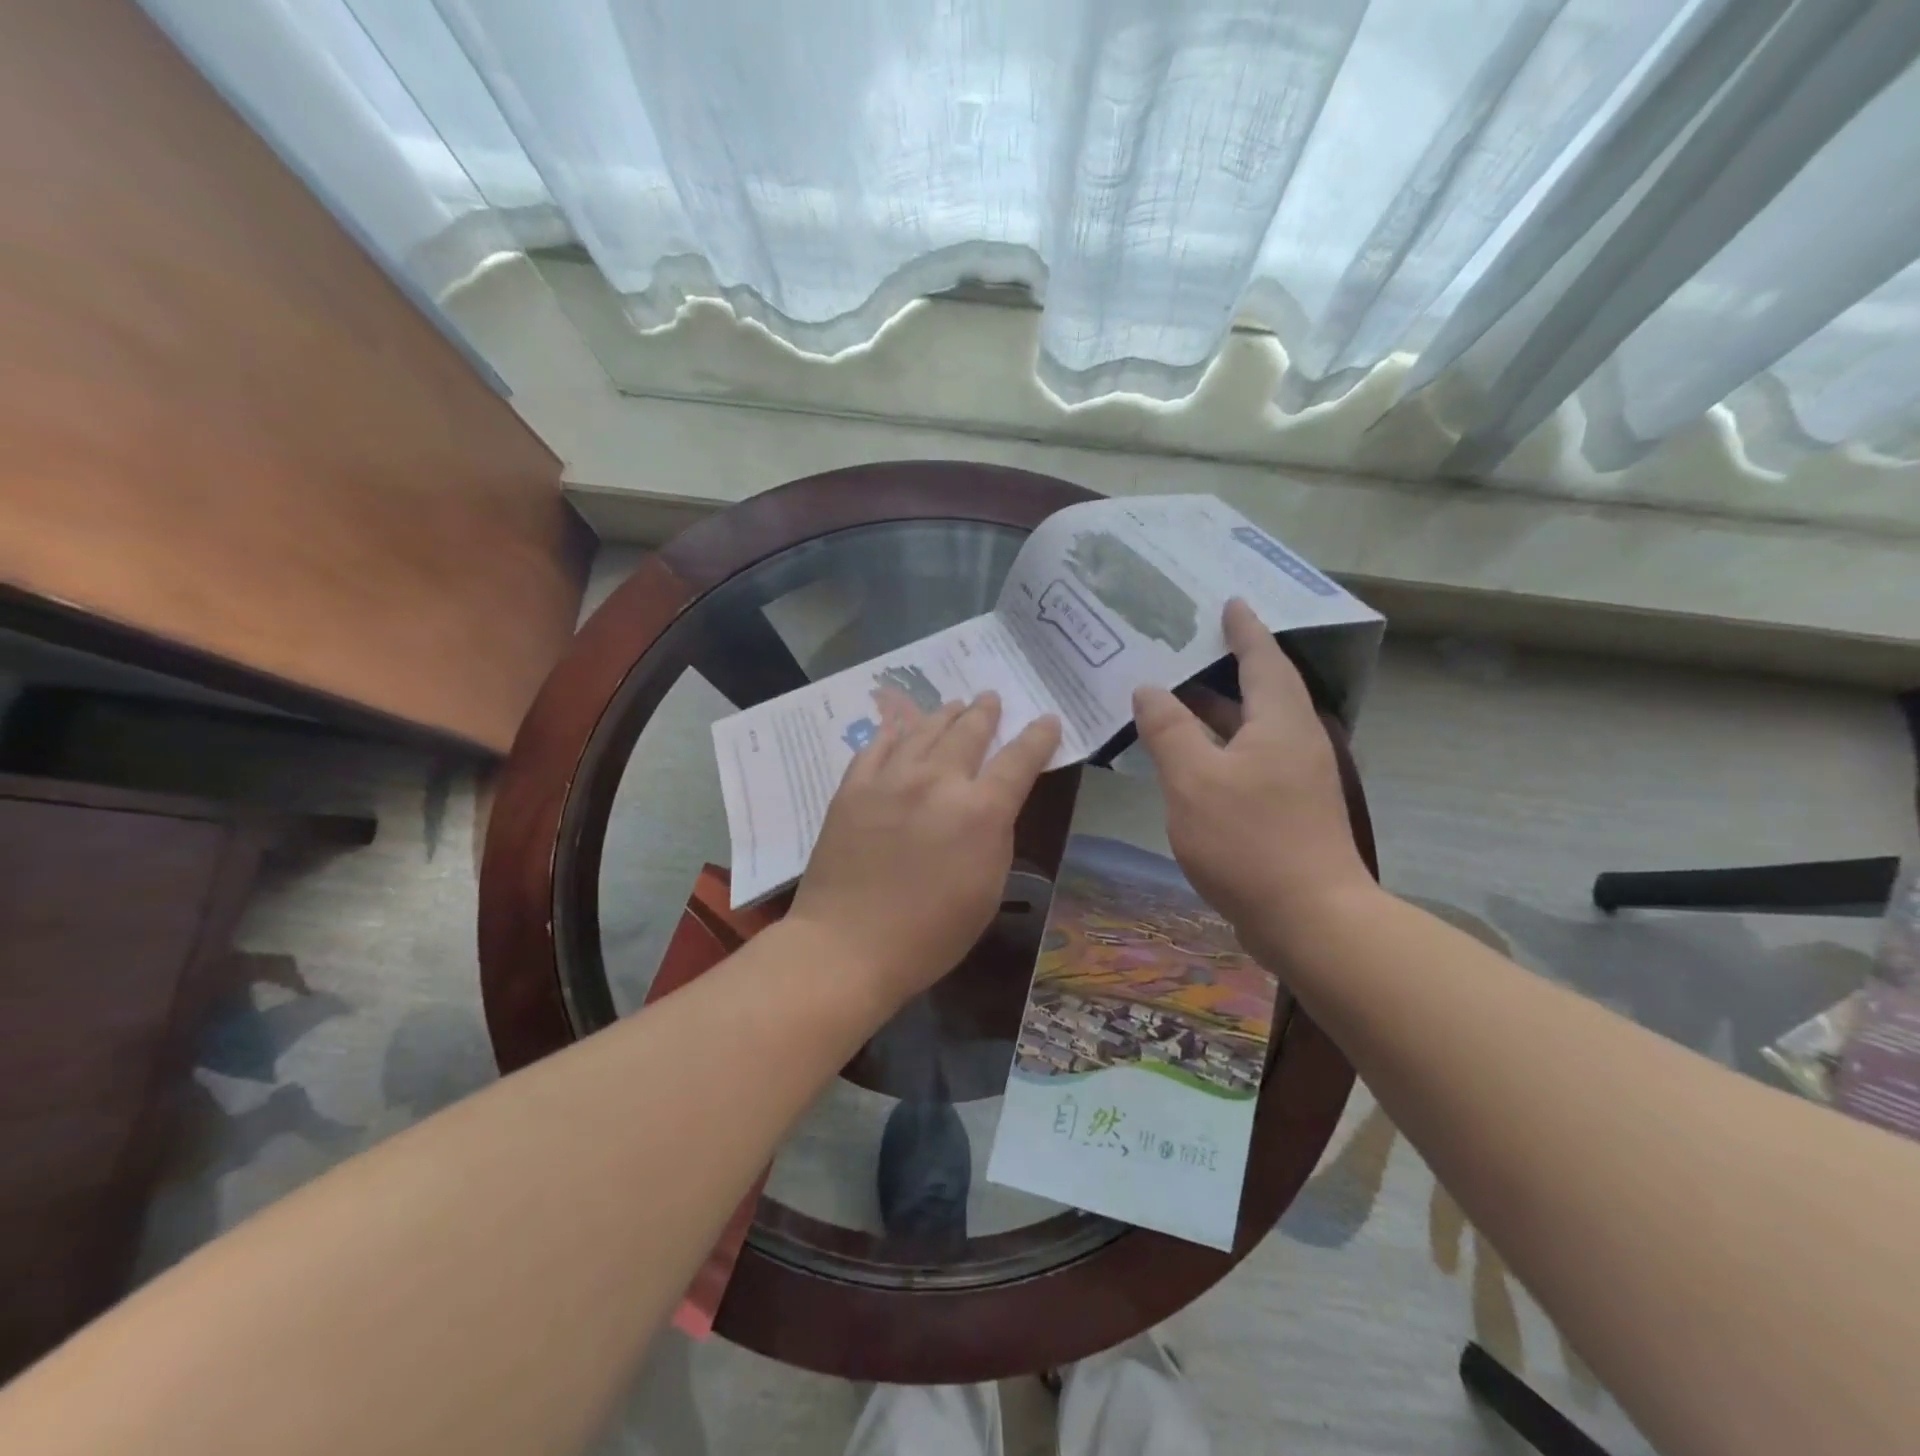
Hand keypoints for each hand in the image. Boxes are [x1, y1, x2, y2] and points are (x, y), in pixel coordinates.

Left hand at [790, 692, 1060, 1006]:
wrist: (846, 945)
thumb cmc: (929, 934)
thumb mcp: (986, 890)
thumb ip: (994, 837)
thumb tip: (991, 806)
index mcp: (980, 811)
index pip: (1019, 759)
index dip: (1038, 737)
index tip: (1047, 720)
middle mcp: (937, 781)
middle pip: (968, 731)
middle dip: (985, 712)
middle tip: (991, 698)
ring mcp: (890, 779)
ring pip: (924, 730)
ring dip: (944, 714)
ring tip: (954, 704)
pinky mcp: (853, 787)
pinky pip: (877, 746)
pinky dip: (895, 732)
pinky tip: (900, 728)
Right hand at [1132, 599, 1372, 952]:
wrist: (1310, 919)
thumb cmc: (1249, 840)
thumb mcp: (1194, 780)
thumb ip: (1169, 730)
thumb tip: (1149, 690)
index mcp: (1279, 721)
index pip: (1262, 658)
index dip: (1244, 629)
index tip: (1229, 601)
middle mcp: (1294, 741)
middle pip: (1259, 690)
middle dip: (1224, 666)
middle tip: (1184, 645)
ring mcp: (1294, 778)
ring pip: (1250, 729)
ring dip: (1215, 711)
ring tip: (1174, 696)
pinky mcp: (1288, 809)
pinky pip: (1247, 759)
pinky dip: (1218, 747)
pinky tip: (1187, 757)